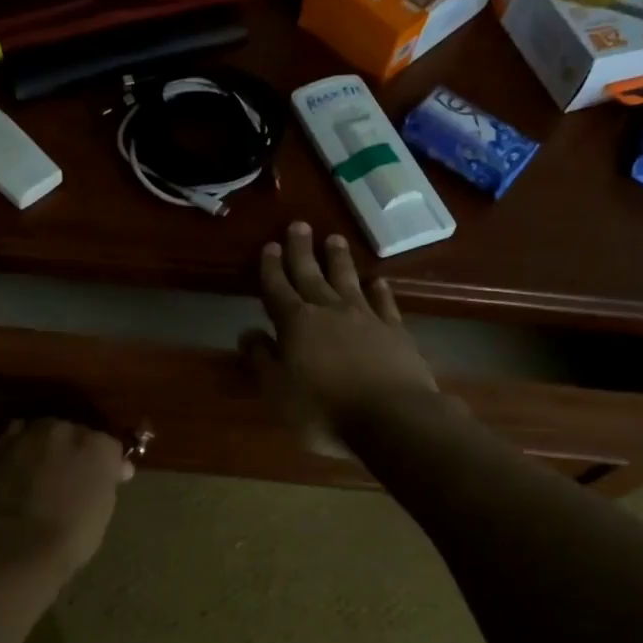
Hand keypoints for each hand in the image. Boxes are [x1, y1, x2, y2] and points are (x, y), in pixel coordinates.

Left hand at [0, 418, 133, 581]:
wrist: (20, 546)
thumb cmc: (73, 536)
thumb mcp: (104, 508)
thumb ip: (107, 480)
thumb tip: (117, 468)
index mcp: (100, 446)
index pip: (109, 446)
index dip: (106, 464)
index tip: (104, 480)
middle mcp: (67, 430)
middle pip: (75, 432)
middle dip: (75, 450)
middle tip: (70, 476)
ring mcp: (32, 435)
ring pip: (44, 430)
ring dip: (46, 444)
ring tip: (41, 469)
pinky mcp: (2, 445)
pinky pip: (16, 435)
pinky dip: (20, 445)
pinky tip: (19, 463)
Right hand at [242, 222, 437, 453]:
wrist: (392, 417)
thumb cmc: (325, 410)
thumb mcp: (278, 391)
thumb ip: (261, 359)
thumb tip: (248, 332)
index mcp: (296, 323)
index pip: (277, 289)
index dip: (271, 268)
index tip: (270, 246)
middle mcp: (329, 310)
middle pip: (311, 274)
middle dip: (301, 251)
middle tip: (298, 225)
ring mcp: (365, 317)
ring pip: (347, 280)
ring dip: (339, 260)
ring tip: (334, 239)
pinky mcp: (395, 330)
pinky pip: (384, 302)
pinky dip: (379, 289)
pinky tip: (378, 281)